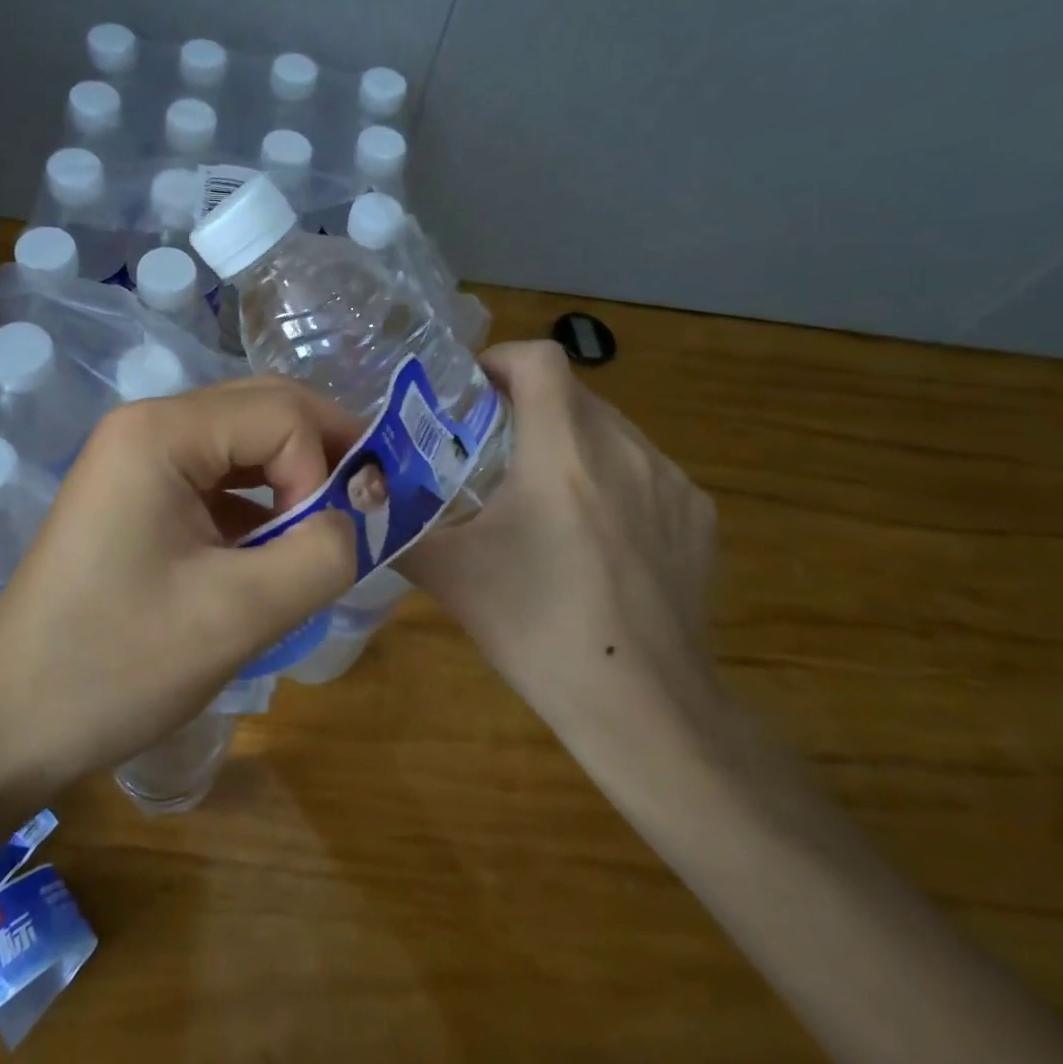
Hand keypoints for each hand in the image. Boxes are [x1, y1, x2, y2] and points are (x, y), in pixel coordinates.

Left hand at [0, 376, 359, 787]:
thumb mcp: (238, 615)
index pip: (282, 414)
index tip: (327, 543)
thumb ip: (321, 554)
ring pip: (245, 442)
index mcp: (161, 434)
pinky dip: (261, 502)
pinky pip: (218, 477)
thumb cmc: (116, 666)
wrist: (8, 723)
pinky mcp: (138, 495)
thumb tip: (354, 519)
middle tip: (367, 507)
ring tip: (326, 530)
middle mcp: (147, 426)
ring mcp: (137, 459)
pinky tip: (276, 545)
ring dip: (294, 478)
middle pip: (264, 410)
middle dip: (323, 454)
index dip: (324, 470)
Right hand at [402, 342, 726, 807]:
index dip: (501, 360)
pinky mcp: (699, 515)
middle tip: (493, 452)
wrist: (642, 704)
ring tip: (544, 496)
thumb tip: (363, 503)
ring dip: (571, 442)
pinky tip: (598, 537)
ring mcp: (671, 481)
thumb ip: (398, 528)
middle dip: (528, 407)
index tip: (472, 393)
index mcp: (561, 453)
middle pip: (573, 393)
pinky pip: (646, 470)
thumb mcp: (450, 575)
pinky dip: (612, 478)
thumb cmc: (537, 629)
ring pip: (611, 430)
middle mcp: (624, 449)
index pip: (540, 359)